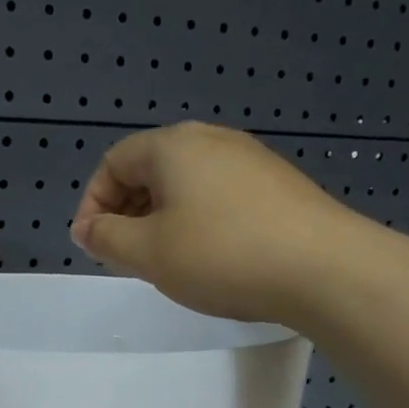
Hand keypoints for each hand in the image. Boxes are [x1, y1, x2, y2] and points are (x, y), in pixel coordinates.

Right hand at [69, 122, 348, 322]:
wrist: (322, 268)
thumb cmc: (220, 254)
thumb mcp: (147, 252)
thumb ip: (106, 238)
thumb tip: (86, 228)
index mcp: (172, 146)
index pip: (113, 162)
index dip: (93, 204)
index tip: (92, 246)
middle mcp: (210, 140)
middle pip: (149, 169)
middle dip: (126, 212)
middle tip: (123, 256)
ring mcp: (249, 159)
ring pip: (184, 184)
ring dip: (160, 219)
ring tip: (163, 260)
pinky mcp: (276, 184)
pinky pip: (217, 195)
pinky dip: (196, 221)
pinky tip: (208, 257)